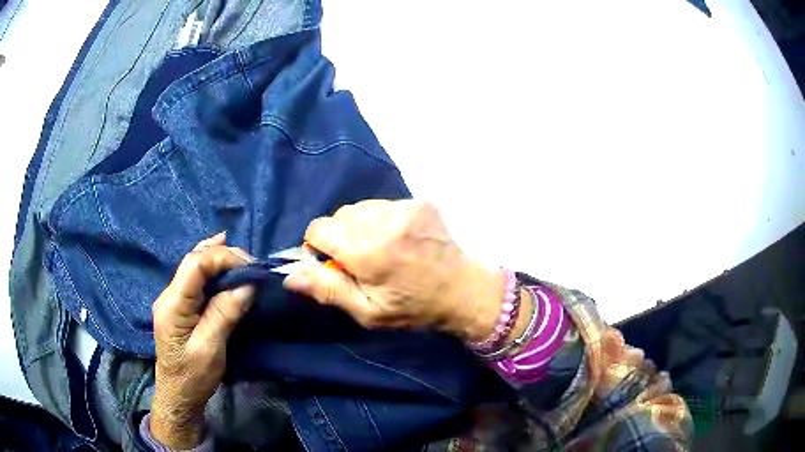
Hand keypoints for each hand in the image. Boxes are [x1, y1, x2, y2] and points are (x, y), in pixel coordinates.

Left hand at [150, 233, 254, 449]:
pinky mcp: (180, 306)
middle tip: (252, 265)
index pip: (195, 264)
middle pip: (194, 260)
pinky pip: (196, 278)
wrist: (178, 395)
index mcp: (173, 304)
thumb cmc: (193, 377)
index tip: (251, 267)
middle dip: (223, 256)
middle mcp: (169, 294)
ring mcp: (172, 298)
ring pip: (194, 266)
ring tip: (242, 259)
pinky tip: (223, 263)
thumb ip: (224, 314)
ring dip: (219, 259)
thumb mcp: (210, 349)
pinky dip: (212, 268)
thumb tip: (247, 285)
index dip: (223, 257)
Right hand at [283, 200, 504, 341]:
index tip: (334, 264)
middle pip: (338, 216)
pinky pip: (382, 205)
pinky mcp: (419, 201)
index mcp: (368, 251)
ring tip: (381, 249)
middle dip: (340, 237)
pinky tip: (398, 239)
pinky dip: (381, 220)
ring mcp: (405, 207)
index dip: (318, 247)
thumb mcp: (367, 312)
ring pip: (359, 208)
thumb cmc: (412, 308)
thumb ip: (328, 290)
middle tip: (360, 260)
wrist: (462, 290)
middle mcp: (384, 221)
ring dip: (360, 226)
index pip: (319, 229)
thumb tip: (289, 275)